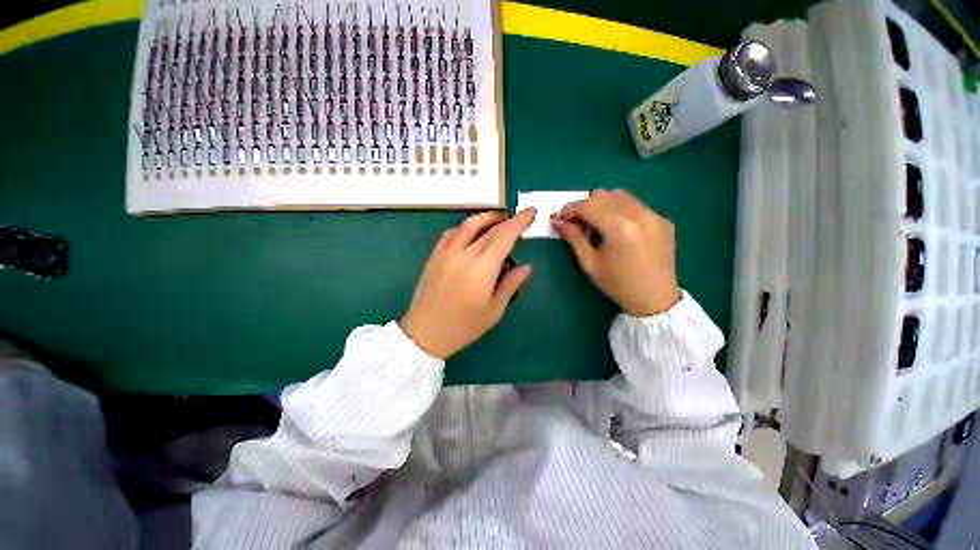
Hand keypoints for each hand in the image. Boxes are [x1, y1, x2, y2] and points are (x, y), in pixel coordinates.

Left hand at [400, 209, 535, 358]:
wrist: (424, 333)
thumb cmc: (463, 327)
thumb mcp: (494, 311)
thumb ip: (510, 285)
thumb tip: (527, 266)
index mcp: (482, 269)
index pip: (504, 237)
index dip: (519, 222)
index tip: (531, 213)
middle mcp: (464, 255)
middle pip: (489, 229)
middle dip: (508, 220)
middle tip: (520, 219)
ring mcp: (446, 253)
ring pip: (468, 225)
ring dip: (486, 218)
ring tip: (499, 219)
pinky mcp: (435, 256)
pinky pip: (451, 233)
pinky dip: (465, 227)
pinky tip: (471, 232)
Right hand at [553, 189, 679, 316]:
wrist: (655, 299)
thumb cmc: (617, 284)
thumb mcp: (589, 262)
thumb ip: (573, 237)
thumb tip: (558, 221)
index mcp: (619, 227)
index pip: (588, 205)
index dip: (570, 209)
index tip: (560, 218)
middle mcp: (639, 214)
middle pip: (603, 195)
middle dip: (585, 206)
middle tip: (577, 223)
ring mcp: (654, 215)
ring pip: (620, 196)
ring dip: (603, 205)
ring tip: (597, 224)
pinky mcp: (662, 220)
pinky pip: (636, 205)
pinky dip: (621, 210)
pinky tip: (619, 229)